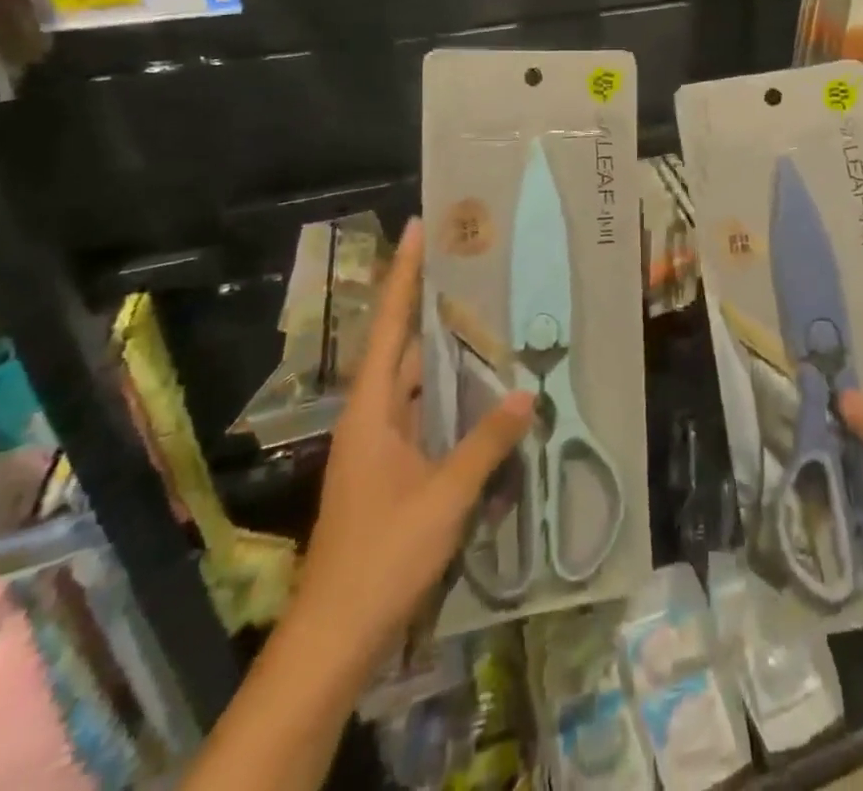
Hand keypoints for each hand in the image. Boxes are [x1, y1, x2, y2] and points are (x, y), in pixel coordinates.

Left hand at [293, 218, 534, 657]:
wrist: (336, 635)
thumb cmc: (382, 555)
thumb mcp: (444, 497)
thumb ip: (486, 444)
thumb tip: (526, 395)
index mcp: (371, 408)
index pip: (389, 325)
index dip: (404, 274)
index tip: (419, 227)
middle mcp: (371, 415)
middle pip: (403, 345)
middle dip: (434, 305)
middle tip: (477, 268)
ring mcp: (379, 444)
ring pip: (416, 381)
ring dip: (448, 353)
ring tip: (490, 317)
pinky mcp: (391, 468)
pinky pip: (424, 413)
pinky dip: (451, 395)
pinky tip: (485, 391)